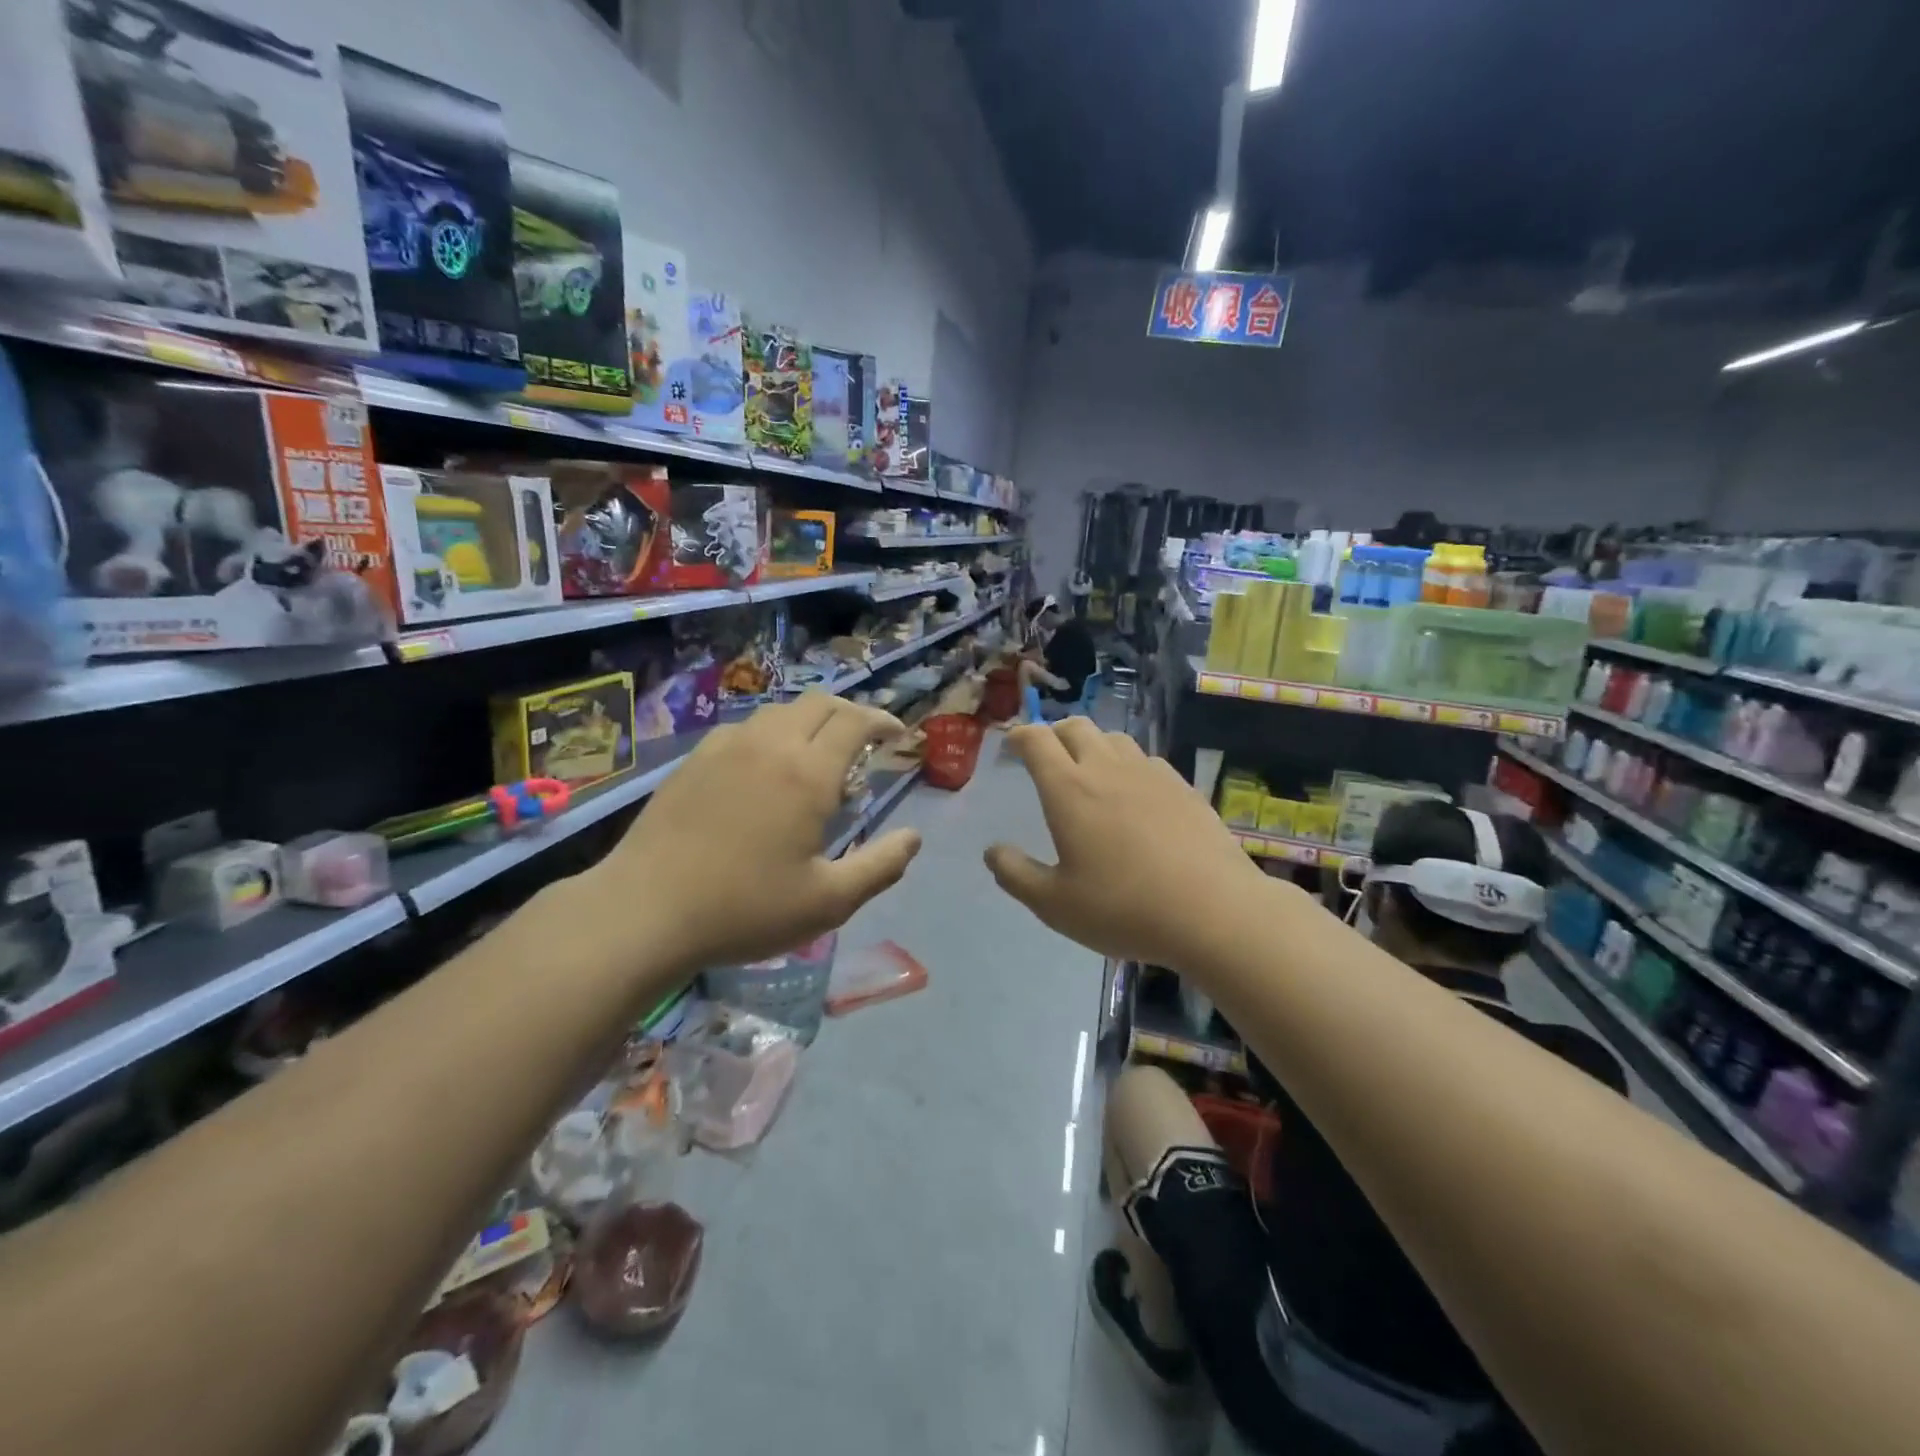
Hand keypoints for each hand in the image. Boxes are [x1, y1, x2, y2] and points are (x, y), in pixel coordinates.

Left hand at [601, 694, 921, 972]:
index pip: (855, 721)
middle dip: (851, 713)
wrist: (644, 911)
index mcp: (808, 773)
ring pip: (780, 712)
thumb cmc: (745, 909)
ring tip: (817, 756)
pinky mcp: (694, 760)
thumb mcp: (828, 902)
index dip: (882, 720)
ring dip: (810, 722)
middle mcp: (770, 745)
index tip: (897, 735)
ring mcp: (726, 747)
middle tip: (865, 741)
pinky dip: (772, 734)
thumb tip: (913, 837)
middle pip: (820, 703)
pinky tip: (765, 768)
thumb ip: (880, 867)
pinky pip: (746, 729)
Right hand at [985, 720, 1279, 971]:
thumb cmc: (1123, 908)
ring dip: (1093, 744)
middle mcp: (1106, 769)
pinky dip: (1128, 764)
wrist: (1213, 911)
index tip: (1012, 745)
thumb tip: (992, 851)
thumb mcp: (1054, 904)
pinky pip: (1146, 760)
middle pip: (1075, 727)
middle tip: (1047, 755)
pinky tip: (1134, 793)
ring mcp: (1150, 773)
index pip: (1037, 740)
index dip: (1020, 736)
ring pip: (1114, 738)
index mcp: (1068, 789)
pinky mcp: (1183, 787)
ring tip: (1089, 770)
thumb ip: (1016, 874)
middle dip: (1054, 733)